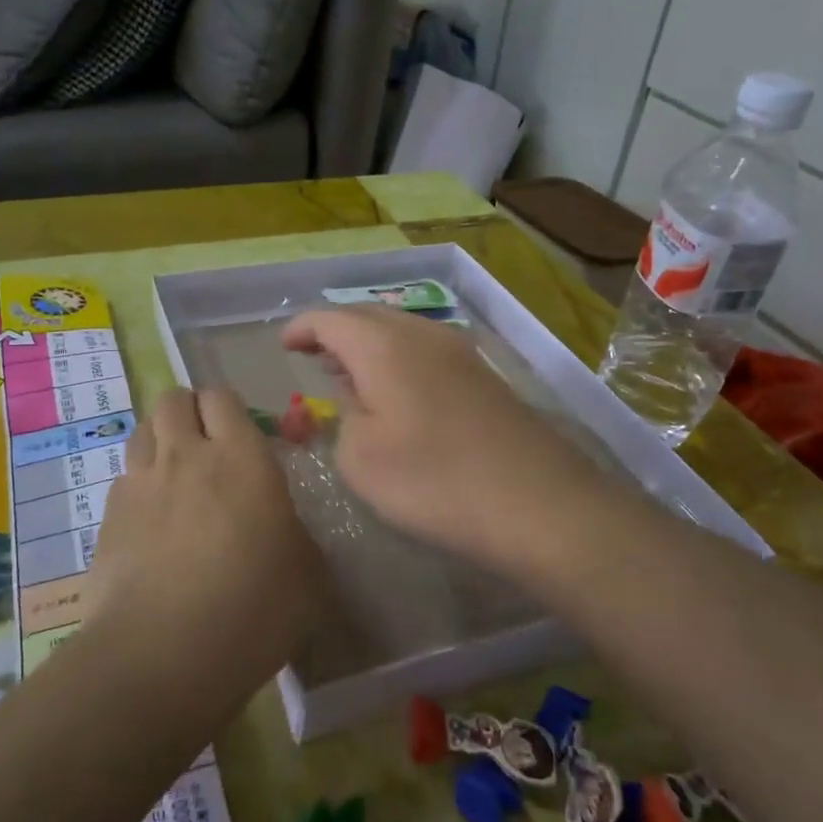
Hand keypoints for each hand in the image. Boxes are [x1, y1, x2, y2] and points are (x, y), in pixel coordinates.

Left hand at [92, 386, 326, 675]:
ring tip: (176, 474)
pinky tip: (151, 520)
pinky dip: (138, 484)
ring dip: (160, 440)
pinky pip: (124, 477)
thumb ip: (297, 536)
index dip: (229, 409)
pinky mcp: (108, 517)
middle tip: (207, 446)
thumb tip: (285, 530)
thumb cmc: (253, 610)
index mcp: (242, 458)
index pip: (223, 397)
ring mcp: (140, 484)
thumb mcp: (308, 575)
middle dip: (189, 411)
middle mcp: (186, 456)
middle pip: (173, 400)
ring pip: (143, 430)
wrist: (164, 655)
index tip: (242, 435)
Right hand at [280, 307, 617, 578]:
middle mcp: (423, 335)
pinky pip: (427, 354)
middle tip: (313, 358)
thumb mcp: (361, 458)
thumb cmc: (434, 481)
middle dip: (335, 333)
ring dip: (370, 347)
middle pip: (368, 318)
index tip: (283, 346)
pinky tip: (398, 396)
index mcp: (383, 346)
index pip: (330, 319)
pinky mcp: (485, 379)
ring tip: (350, 376)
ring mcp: (460, 354)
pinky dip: (400, 362)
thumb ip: (344, 418)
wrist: (538, 504)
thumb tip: (356, 397)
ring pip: (401, 333)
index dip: (301, 329)